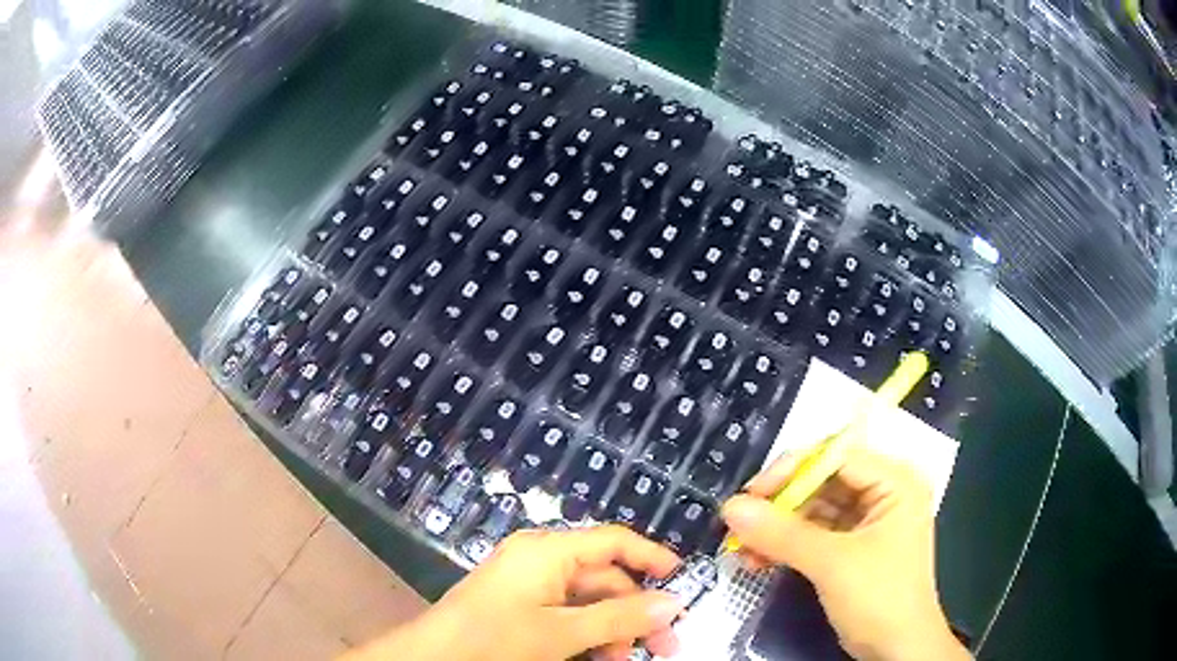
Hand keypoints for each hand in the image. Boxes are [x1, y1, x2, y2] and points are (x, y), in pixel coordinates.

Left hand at [344, 525, 683, 660]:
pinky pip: (566, 615)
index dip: (652, 557)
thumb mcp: (562, 632)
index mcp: (549, 551)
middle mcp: (541, 560)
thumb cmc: (495, 638)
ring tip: (623, 660)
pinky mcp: (521, 606)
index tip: (684, 581)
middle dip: (635, 612)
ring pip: (588, 602)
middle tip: (664, 647)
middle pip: (605, 579)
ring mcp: (529, 584)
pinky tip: (598, 657)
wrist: (433, 659)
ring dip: (612, 630)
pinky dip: (587, 635)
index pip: (613, 541)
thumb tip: (674, 603)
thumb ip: (620, 617)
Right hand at [721, 447, 968, 660]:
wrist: (896, 650)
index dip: (791, 470)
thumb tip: (730, 507)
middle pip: (822, 483)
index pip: (836, 457)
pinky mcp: (852, 549)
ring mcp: (867, 523)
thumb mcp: (832, 564)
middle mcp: (883, 494)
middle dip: (780, 506)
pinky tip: (757, 561)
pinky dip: (786, 547)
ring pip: (813, 511)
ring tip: (741, 548)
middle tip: (740, 524)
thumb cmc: (879, 597)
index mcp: (894, 483)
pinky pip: (814, 536)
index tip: (751, 494)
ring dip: (777, 530)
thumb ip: (782, 534)